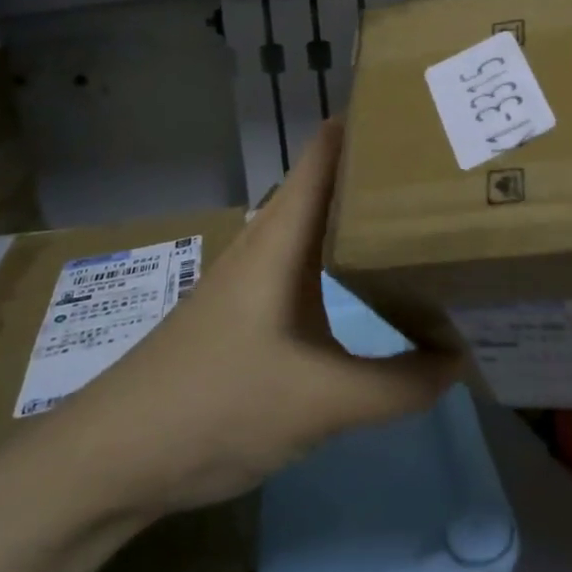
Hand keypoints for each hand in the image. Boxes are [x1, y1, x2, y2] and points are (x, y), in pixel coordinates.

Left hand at [41, 119, 462, 519]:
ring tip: (430, 215)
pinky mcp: (250, 313)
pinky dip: (349, 261)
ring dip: (367, 218)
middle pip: (332, 184)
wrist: (111, 460)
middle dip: (386, 171)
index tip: (427, 112)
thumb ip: (399, 386)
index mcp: (282, 237)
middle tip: (450, 166)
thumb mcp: (321, 402)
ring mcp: (256, 279)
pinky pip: (312, 267)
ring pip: (322, 228)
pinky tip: (377, 285)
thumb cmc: (214, 405)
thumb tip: (460, 360)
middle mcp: (270, 244)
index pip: (328, 151)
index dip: (372, 122)